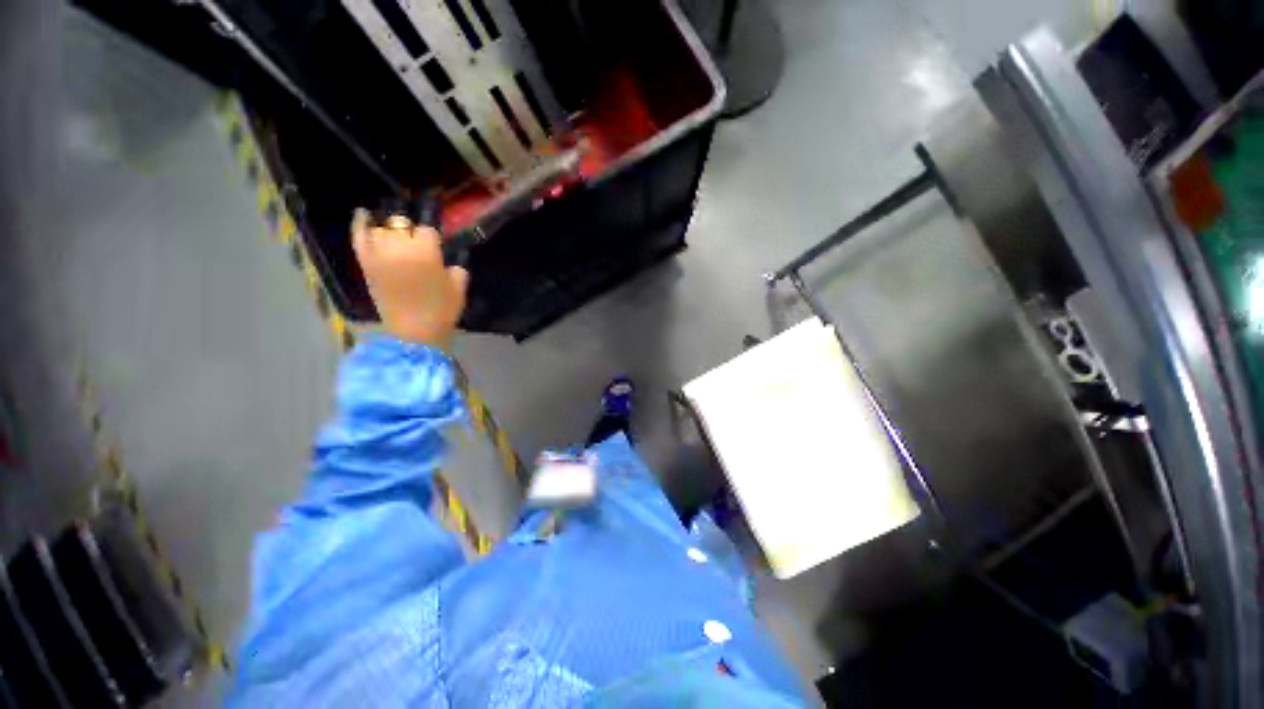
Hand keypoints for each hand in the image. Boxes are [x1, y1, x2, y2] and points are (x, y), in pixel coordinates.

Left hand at [351, 208, 468, 346]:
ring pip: (381, 229)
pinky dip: (359, 225)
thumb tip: (447, 264)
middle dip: (411, 233)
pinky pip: (359, 238)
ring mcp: (379, 255)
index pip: (427, 231)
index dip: (432, 241)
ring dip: (390, 233)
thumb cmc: (441, 311)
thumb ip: (455, 270)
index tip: (436, 251)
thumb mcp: (458, 288)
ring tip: (397, 243)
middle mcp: (400, 248)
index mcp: (426, 252)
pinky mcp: (366, 264)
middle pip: (401, 224)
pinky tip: (363, 214)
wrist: (415, 333)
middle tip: (418, 248)